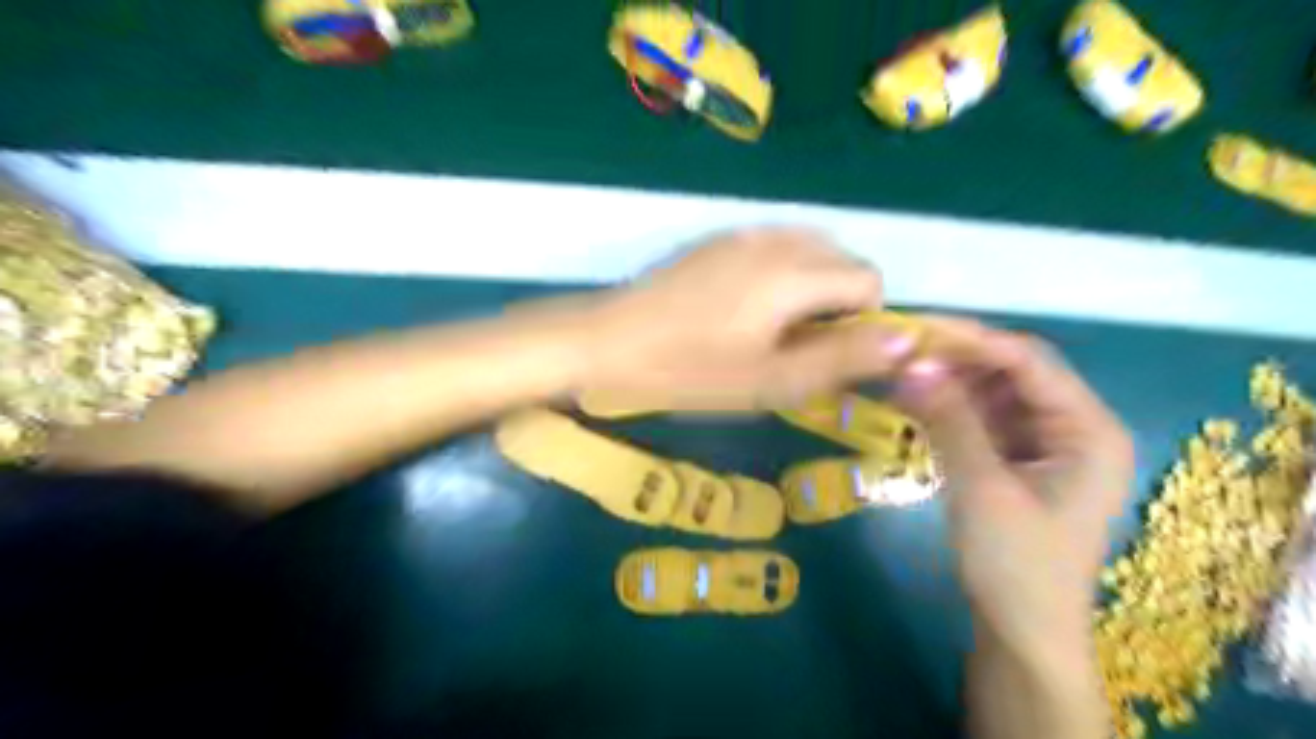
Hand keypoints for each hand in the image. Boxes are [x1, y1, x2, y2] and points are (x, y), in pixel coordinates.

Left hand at [579, 224, 917, 405]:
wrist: (610, 340)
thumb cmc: (691, 370)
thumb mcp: (772, 379)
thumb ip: (843, 357)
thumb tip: (908, 339)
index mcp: (796, 271)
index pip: (869, 279)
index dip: (861, 321)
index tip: (823, 354)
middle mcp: (778, 238)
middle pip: (843, 259)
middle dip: (837, 302)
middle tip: (794, 346)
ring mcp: (744, 232)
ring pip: (809, 251)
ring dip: (809, 287)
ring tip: (768, 329)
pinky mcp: (718, 238)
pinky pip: (774, 247)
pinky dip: (779, 274)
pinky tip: (740, 308)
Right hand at [895, 319, 1132, 664]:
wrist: (1021, 630)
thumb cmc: (1016, 563)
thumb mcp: (981, 487)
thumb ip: (949, 419)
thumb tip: (909, 362)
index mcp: (1088, 430)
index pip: (1028, 362)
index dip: (971, 340)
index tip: (914, 328)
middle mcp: (1072, 426)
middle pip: (1010, 372)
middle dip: (955, 358)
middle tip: (898, 349)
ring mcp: (1043, 442)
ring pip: (991, 393)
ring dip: (946, 381)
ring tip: (896, 371)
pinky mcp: (1016, 459)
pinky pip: (980, 418)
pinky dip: (947, 408)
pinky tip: (911, 400)